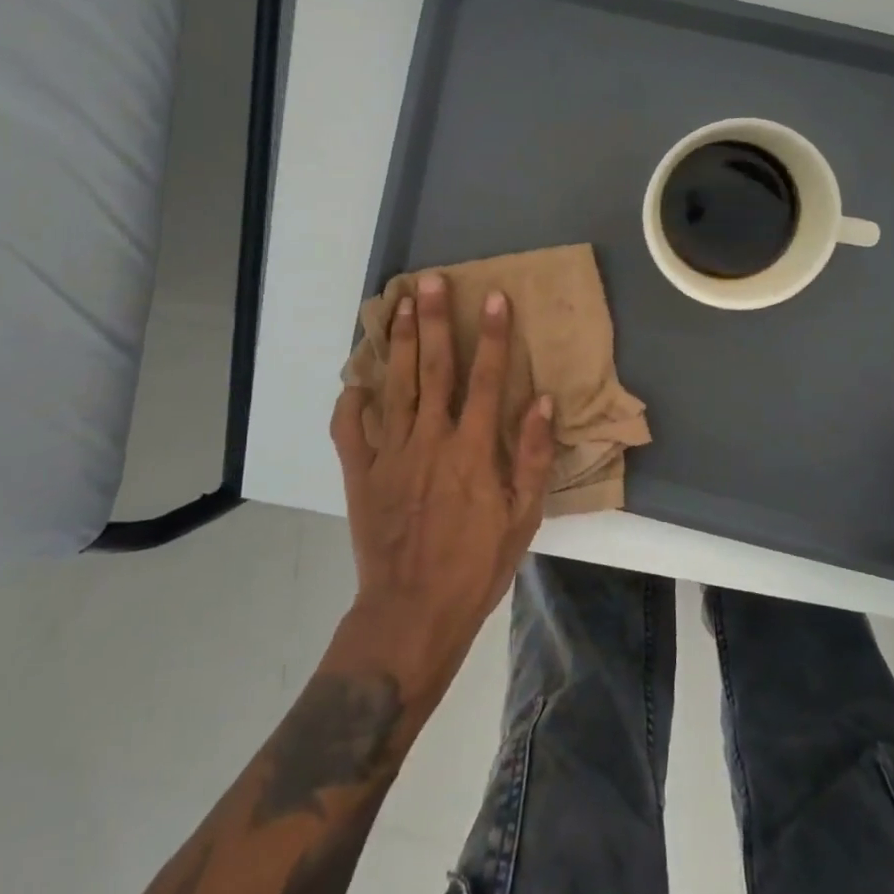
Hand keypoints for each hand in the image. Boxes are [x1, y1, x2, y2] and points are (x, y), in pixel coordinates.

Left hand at [329, 272, 555, 714]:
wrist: (413, 612)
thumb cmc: (476, 566)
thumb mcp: (522, 518)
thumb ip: (533, 457)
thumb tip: (544, 403)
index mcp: (472, 450)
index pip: (487, 379)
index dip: (493, 336)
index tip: (494, 298)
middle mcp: (430, 440)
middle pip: (433, 369)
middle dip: (433, 321)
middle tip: (431, 281)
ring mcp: (390, 455)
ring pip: (394, 387)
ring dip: (396, 343)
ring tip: (397, 304)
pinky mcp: (361, 475)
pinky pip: (350, 430)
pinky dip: (351, 401)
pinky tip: (355, 378)